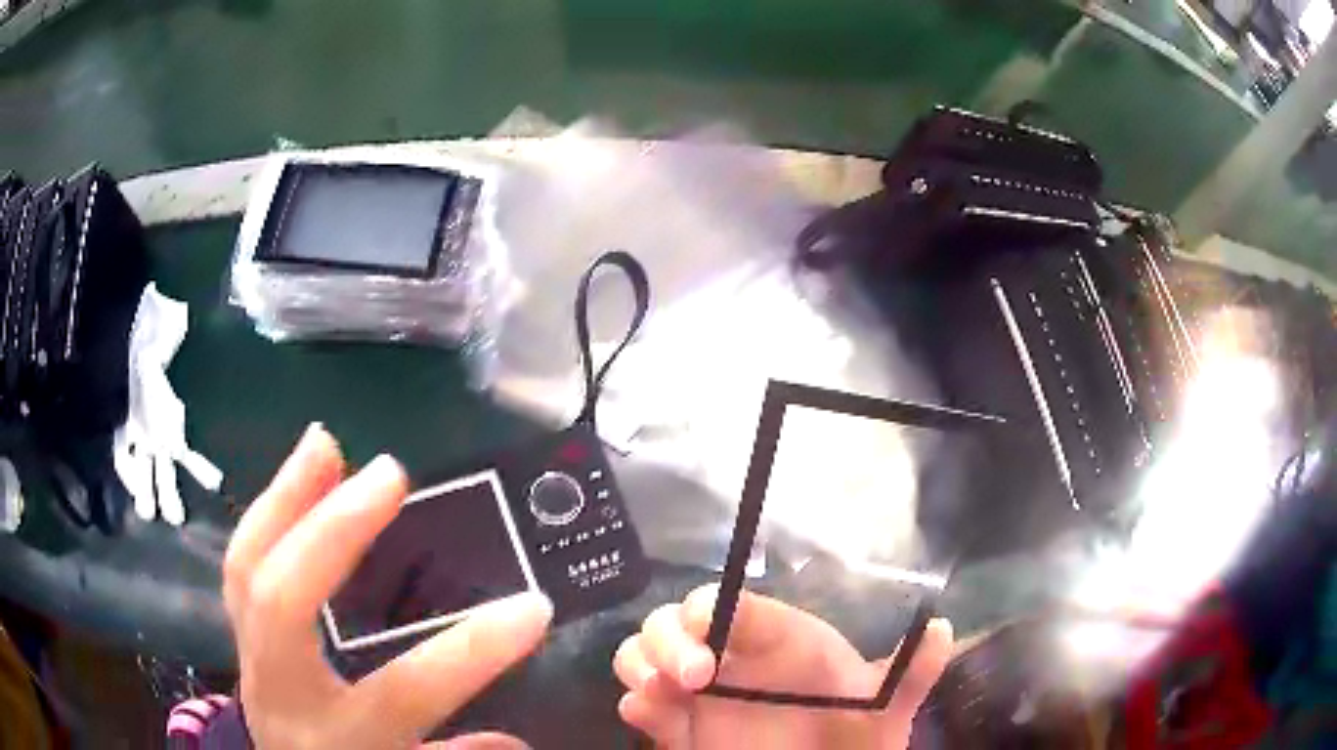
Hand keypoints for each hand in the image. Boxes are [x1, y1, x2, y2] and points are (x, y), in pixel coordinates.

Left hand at [223, 424, 552, 748]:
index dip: (469, 650)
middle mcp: (283, 687)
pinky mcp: (241, 626)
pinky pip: (241, 559)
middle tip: (389, 473)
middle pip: (284, 601)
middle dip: (333, 532)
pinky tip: (299, 471)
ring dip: (287, 496)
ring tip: (325, 443)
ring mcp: (250, 650)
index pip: (405, 691)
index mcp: (339, 734)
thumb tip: (523, 741)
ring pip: (248, 566)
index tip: (534, 607)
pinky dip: (268, 509)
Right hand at [614, 585, 951, 748]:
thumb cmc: (852, 735)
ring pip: (644, 654)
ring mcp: (697, 693)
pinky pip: (640, 704)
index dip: (710, 606)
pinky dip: (636, 704)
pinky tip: (649, 716)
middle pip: (673, 622)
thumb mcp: (885, 707)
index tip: (707, 624)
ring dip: (642, 664)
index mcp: (775, 641)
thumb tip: (943, 629)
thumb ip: (910, 673)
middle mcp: (730, 659)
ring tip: (661, 693)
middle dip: (669, 638)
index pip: (730, 606)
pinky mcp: (677, 726)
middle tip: (693, 674)